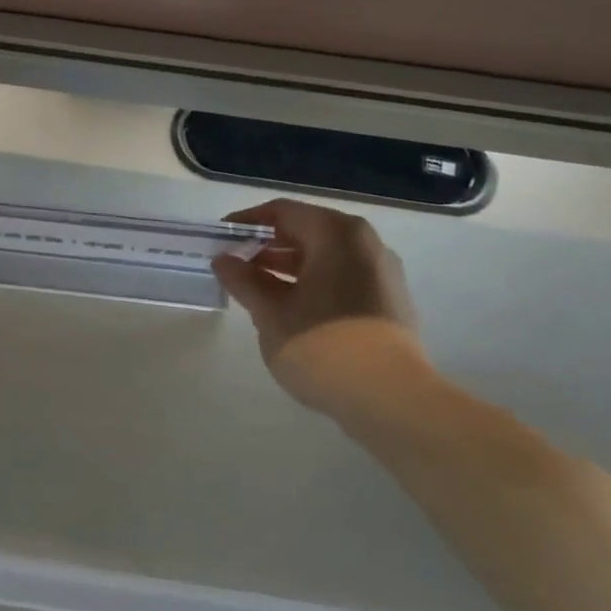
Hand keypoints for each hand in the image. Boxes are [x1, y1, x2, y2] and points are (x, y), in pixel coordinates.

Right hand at [211, 199, 430, 416]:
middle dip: (268, 247)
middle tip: (235, 267)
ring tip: (258, 290)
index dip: (246, 223)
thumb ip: (243, 280)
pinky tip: (291, 308)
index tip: (220, 241)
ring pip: (325, 256)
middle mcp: (363, 241)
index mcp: (334, 232)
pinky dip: (314, 282)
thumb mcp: (269, 312)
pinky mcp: (390, 300)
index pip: (281, 212)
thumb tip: (223, 260)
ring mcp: (382, 271)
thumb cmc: (320, 344)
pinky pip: (343, 276)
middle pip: (306, 231)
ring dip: (289, 267)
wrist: (389, 398)